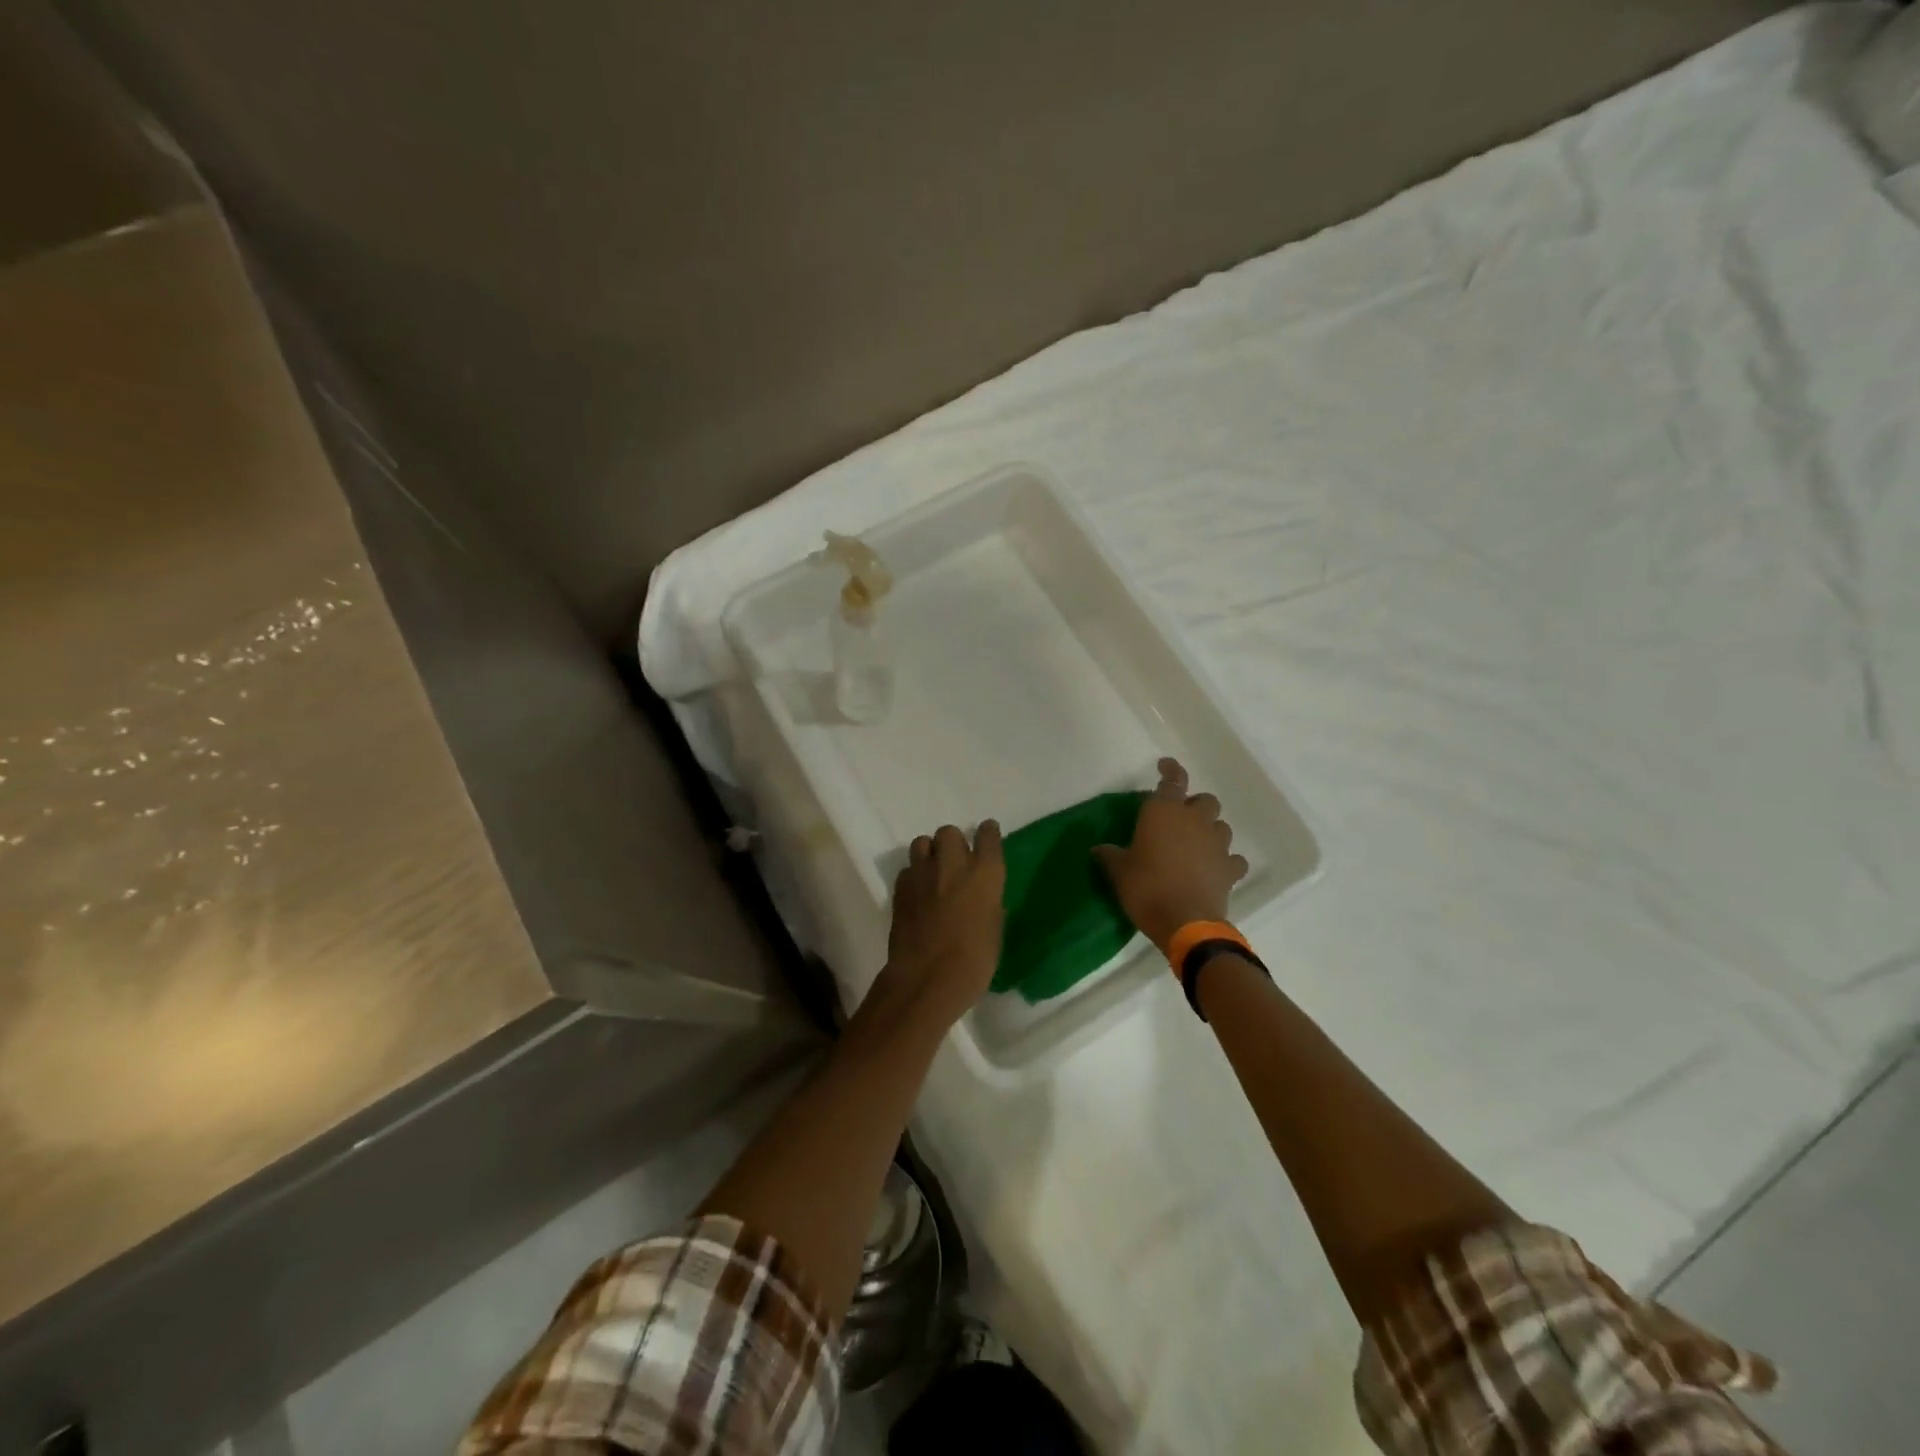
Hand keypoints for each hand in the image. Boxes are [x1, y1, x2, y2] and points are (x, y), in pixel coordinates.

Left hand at [877, 821, 1005, 1028]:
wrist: (927, 978)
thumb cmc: (974, 961)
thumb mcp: (994, 928)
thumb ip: (988, 901)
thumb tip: (982, 894)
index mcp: (985, 873)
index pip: (988, 835)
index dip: (988, 833)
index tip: (987, 836)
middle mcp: (953, 863)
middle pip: (949, 832)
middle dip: (953, 843)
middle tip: (955, 862)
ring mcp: (923, 872)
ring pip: (923, 843)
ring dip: (930, 853)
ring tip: (933, 873)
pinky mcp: (900, 886)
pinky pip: (908, 869)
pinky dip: (914, 876)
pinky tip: (918, 894)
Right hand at [1094, 758, 1248, 951]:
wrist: (1185, 922)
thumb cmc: (1146, 888)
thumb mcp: (1119, 871)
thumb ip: (1110, 855)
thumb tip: (1098, 849)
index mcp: (1164, 812)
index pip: (1172, 780)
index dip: (1170, 769)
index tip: (1165, 765)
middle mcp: (1194, 820)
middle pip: (1205, 800)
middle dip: (1195, 805)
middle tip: (1181, 819)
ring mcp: (1217, 844)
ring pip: (1221, 826)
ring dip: (1210, 830)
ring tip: (1197, 844)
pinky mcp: (1230, 869)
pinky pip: (1233, 859)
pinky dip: (1226, 861)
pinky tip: (1216, 869)